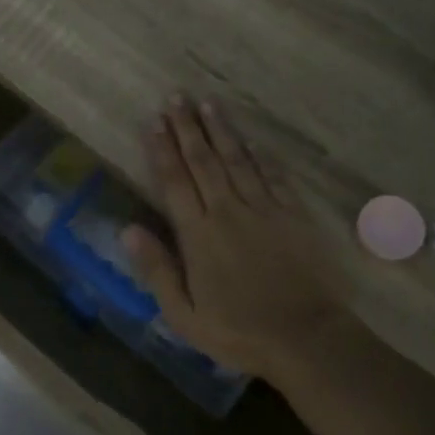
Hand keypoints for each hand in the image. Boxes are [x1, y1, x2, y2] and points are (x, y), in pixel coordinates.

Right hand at [123, 97, 346, 381]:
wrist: (306, 337)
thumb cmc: (238, 332)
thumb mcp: (183, 314)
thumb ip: (157, 269)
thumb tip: (128, 229)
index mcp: (199, 235)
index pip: (175, 182)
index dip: (162, 150)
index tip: (153, 122)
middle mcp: (228, 211)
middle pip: (204, 161)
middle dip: (187, 128)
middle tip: (177, 97)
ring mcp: (265, 210)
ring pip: (238, 160)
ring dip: (221, 131)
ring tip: (208, 104)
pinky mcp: (294, 216)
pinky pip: (273, 177)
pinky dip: (260, 156)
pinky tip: (251, 141)